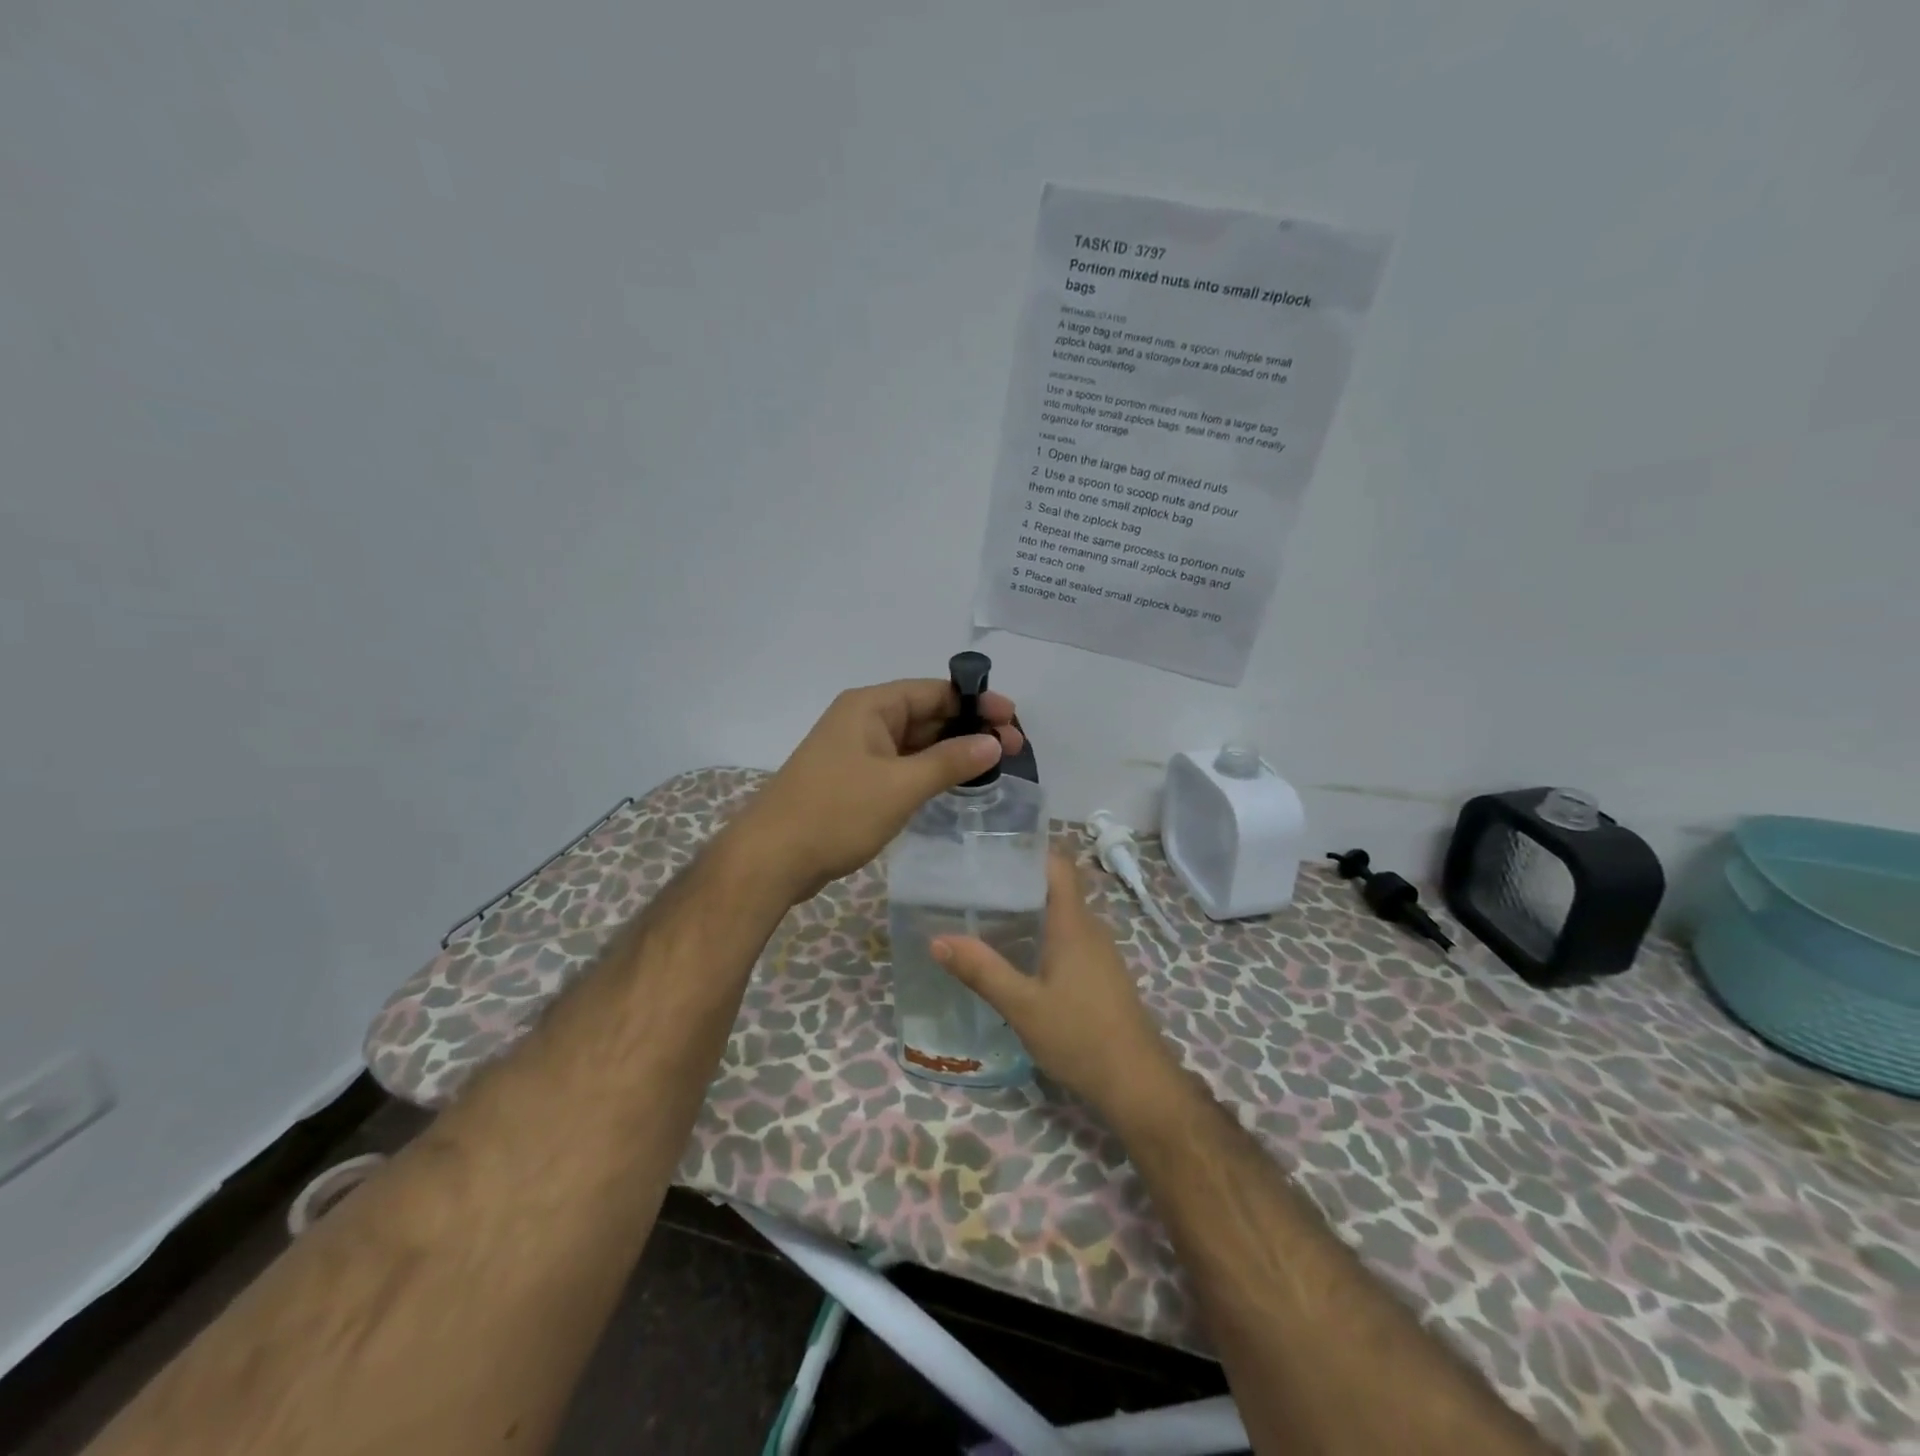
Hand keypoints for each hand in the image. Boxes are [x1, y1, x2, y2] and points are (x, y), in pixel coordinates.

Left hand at [730, 678, 1023, 902]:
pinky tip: (956, 784)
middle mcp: (863, 721)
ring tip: (994, 766)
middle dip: (969, 728)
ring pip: (915, 743)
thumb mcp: (900, 786)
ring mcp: (857, 752)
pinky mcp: (854, 780)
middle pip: (926, 714)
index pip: (934, 691)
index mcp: (870, 707)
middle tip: (1013, 749)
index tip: (1012, 720)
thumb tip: (992, 743)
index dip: (976, 702)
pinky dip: (929, 771)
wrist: (772, 858)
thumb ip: (949, 762)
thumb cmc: (836, 813)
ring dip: (952, 752)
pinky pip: (901, 765)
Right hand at [933, 853, 1177, 1115]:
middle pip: (1056, 887)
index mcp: (1073, 924)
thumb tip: (937, 940)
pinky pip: (1068, 938)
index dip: (1029, 849)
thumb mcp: (1022, 1006)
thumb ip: (981, 971)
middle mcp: (1090, 929)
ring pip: (1061, 915)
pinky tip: (1016, 953)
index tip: (991, 848)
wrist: (1137, 1083)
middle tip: (973, 882)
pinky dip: (1041, 934)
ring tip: (985, 913)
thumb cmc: (1080, 1036)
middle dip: (1017, 880)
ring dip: (1029, 909)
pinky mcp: (1100, 974)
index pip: (1058, 865)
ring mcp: (1099, 952)